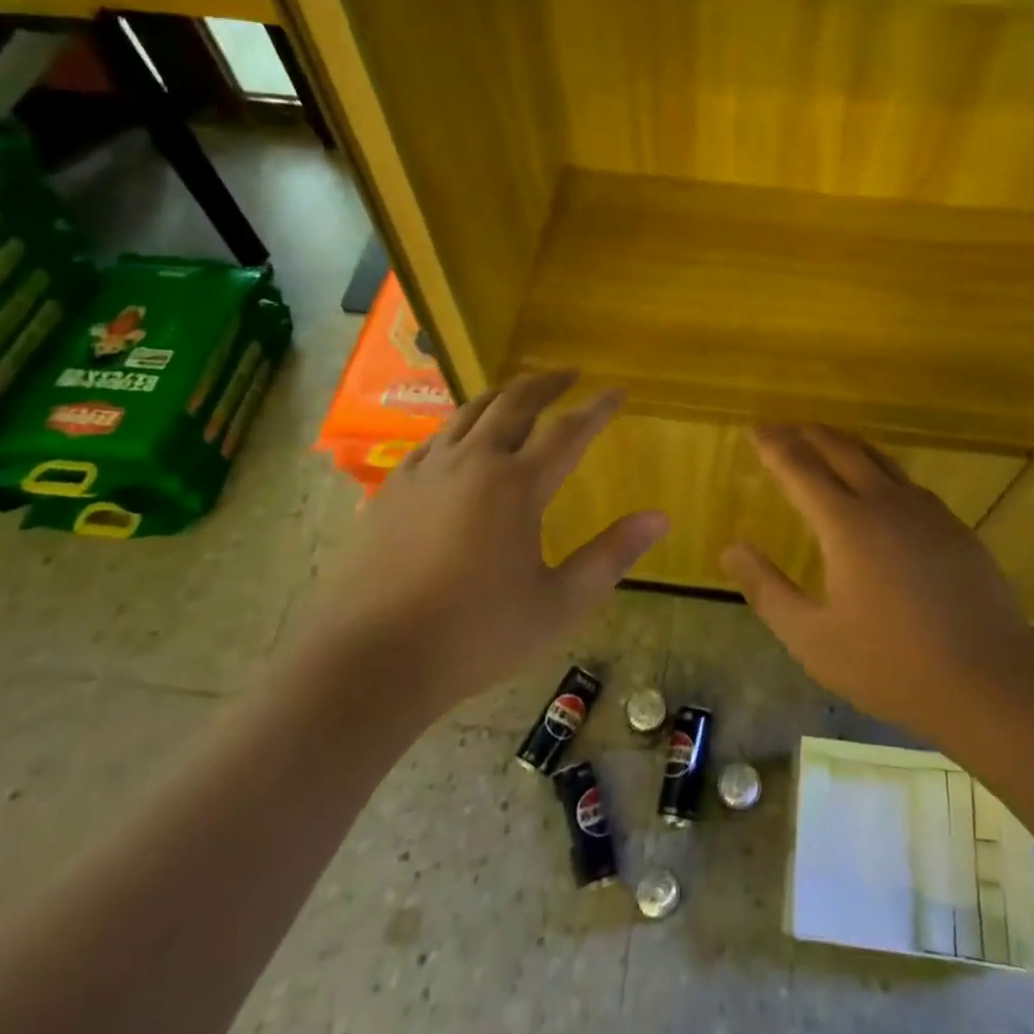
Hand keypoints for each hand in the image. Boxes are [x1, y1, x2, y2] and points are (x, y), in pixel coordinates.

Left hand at [308, 371, 667, 726]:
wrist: (372, 659)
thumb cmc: (476, 635)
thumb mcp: (559, 603)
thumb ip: (611, 555)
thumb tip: (660, 517)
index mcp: (517, 486)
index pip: (568, 431)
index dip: (597, 408)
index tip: (617, 392)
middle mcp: (472, 463)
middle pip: (515, 404)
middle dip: (547, 383)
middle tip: (569, 374)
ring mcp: (427, 471)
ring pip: (470, 412)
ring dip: (503, 395)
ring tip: (521, 391)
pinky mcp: (393, 488)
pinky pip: (435, 438)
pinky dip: (461, 424)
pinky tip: (462, 437)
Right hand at [721, 425, 1033, 737]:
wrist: (991, 682)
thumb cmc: (892, 664)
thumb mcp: (812, 638)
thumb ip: (767, 590)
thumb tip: (730, 548)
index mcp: (846, 524)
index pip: (800, 468)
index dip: (774, 446)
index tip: (755, 429)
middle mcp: (886, 503)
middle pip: (842, 450)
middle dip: (809, 434)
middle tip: (786, 428)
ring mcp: (927, 512)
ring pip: (880, 460)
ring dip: (846, 445)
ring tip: (827, 444)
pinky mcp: (955, 528)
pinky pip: (907, 483)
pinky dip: (880, 470)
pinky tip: (881, 489)